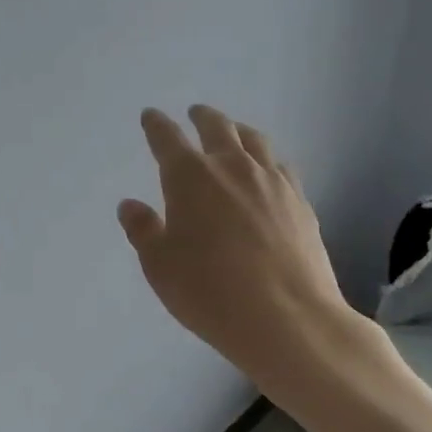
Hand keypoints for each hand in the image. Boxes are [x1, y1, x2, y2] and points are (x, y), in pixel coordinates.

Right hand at [118, 105, 362, 382]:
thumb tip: (130, 205)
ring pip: (254, 140)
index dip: (156, 125)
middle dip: (202, 117)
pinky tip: (267, 169)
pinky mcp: (300, 201)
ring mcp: (271, 181)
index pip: (167, 139)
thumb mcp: (160, 266)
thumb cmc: (209, 292)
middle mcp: (232, 167)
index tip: (150, 116)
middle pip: (217, 127)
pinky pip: (280, 165)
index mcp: (190, 177)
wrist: (287, 318)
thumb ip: (143, 230)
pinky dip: (266, 158)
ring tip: (233, 131)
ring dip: (238, 130)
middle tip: (195, 113)